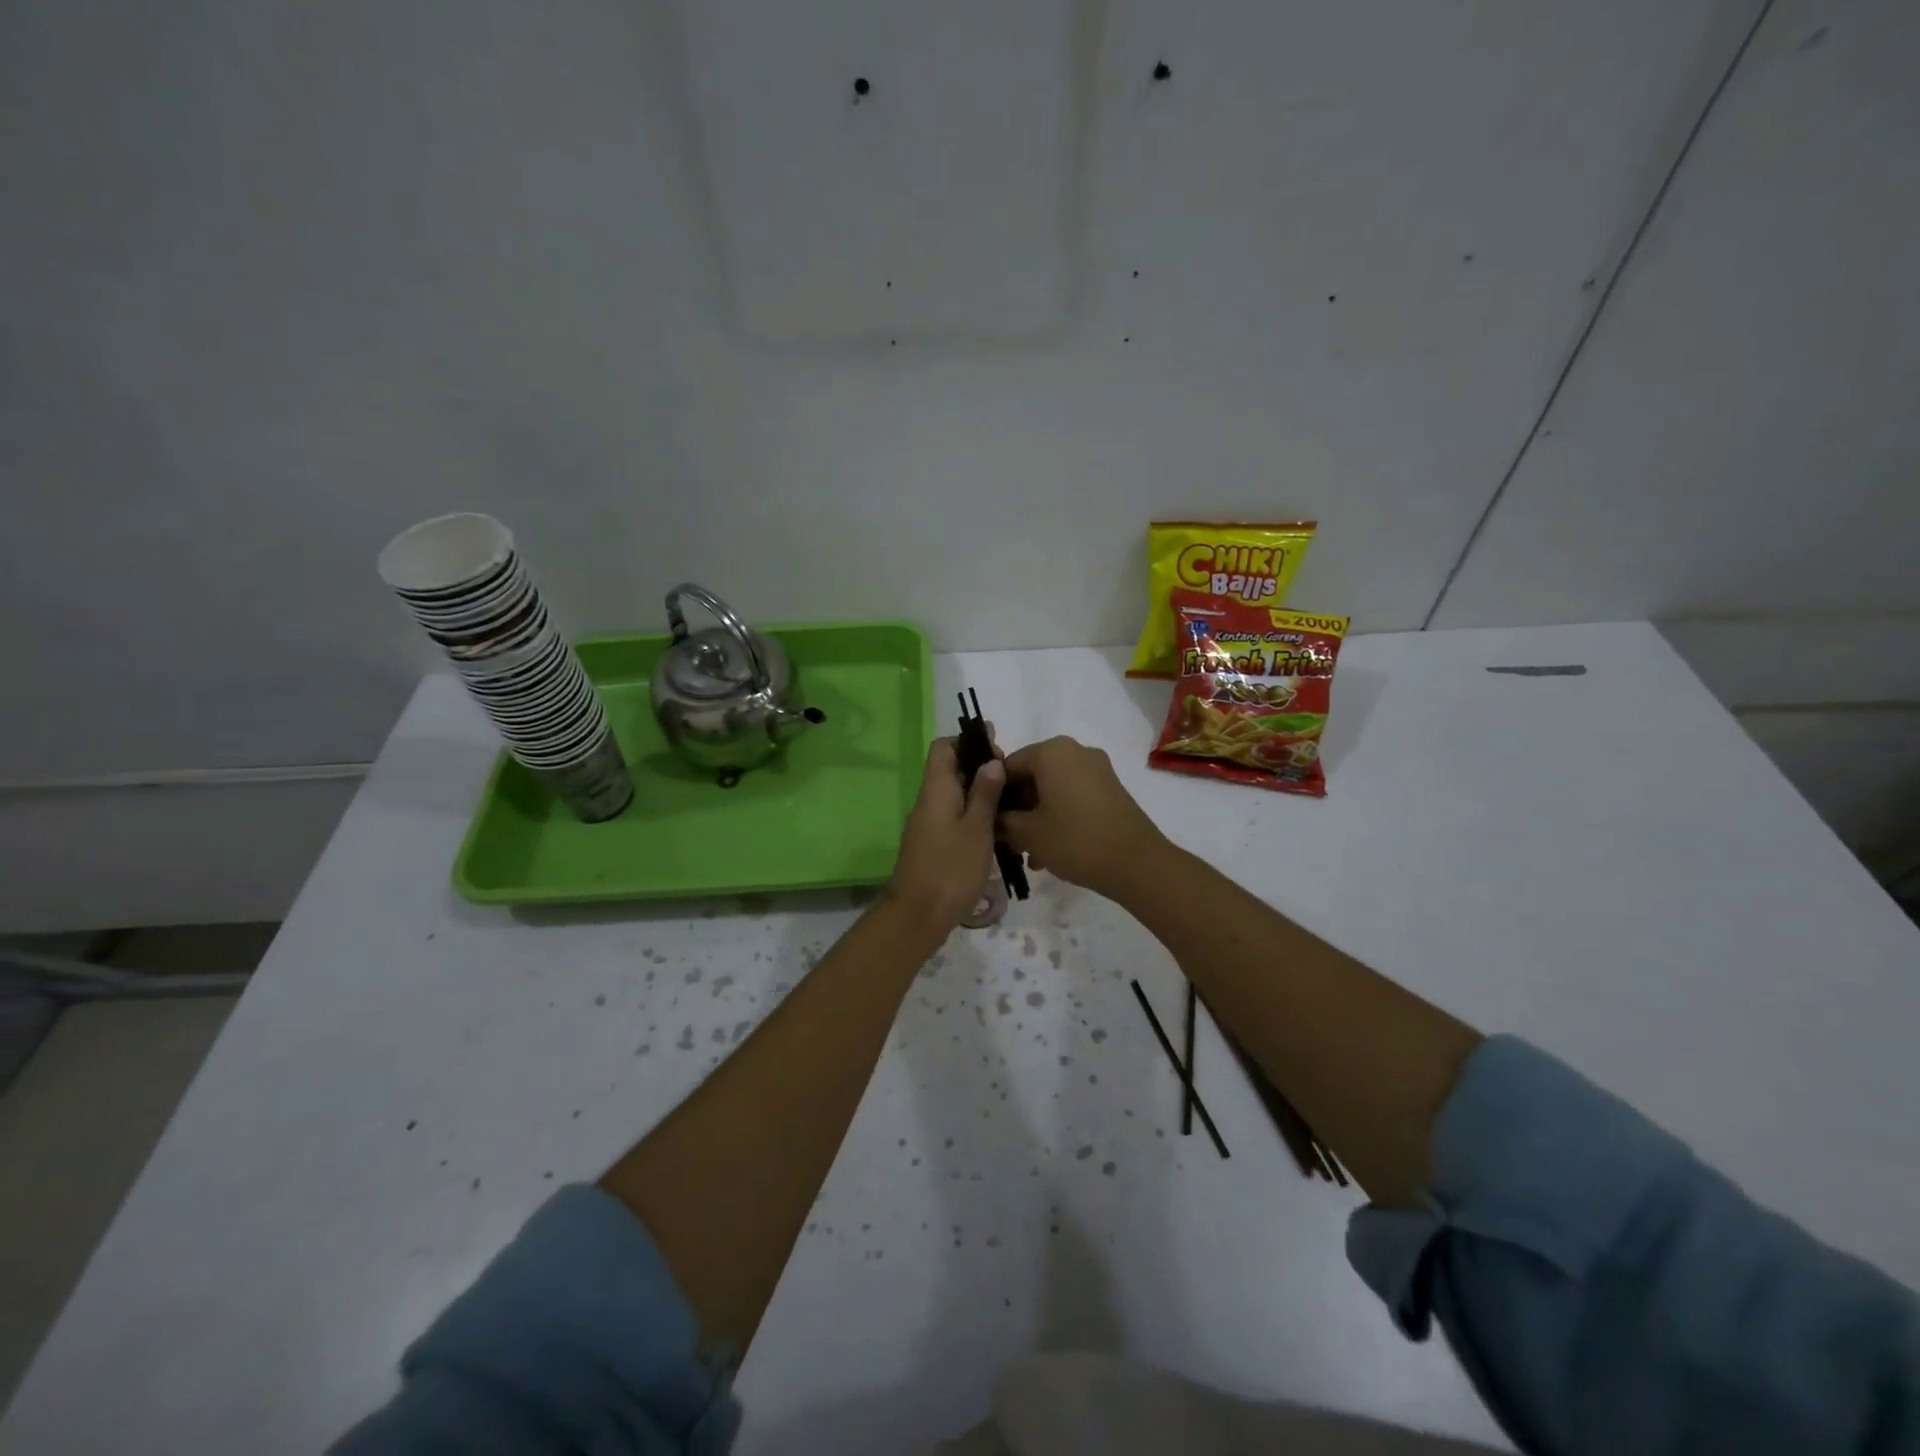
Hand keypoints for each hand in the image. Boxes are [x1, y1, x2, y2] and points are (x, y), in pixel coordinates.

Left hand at [885, 738, 1003, 930]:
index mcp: (935, 790)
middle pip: (950, 770)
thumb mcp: (976, 829)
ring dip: (980, 794)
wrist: (917, 917)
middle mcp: (928, 802)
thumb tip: (991, 761)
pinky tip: (997, 831)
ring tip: (1012, 805)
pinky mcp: (933, 846)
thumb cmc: (950, 869)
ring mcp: (928, 825)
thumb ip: (985, 794)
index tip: (997, 750)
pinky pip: (954, 818)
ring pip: (954, 796)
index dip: (968, 741)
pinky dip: (974, 816)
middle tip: (1013, 781)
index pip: (944, 747)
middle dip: (981, 768)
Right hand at [999, 736, 1167, 901]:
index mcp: (1050, 751)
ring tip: (1030, 853)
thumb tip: (991, 817)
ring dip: (1037, 816)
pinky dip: (1059, 815)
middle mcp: (1074, 750)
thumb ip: (1001, 820)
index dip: (995, 796)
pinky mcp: (1111, 788)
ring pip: (1052, 788)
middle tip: (1009, 841)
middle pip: (1032, 776)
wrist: (1136, 863)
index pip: (1007, 766)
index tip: (989, 823)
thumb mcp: (1027, 833)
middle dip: (1018, 808)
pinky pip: (1073, 795)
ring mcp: (1097, 768)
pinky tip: (1053, 849)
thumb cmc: (1075, 840)